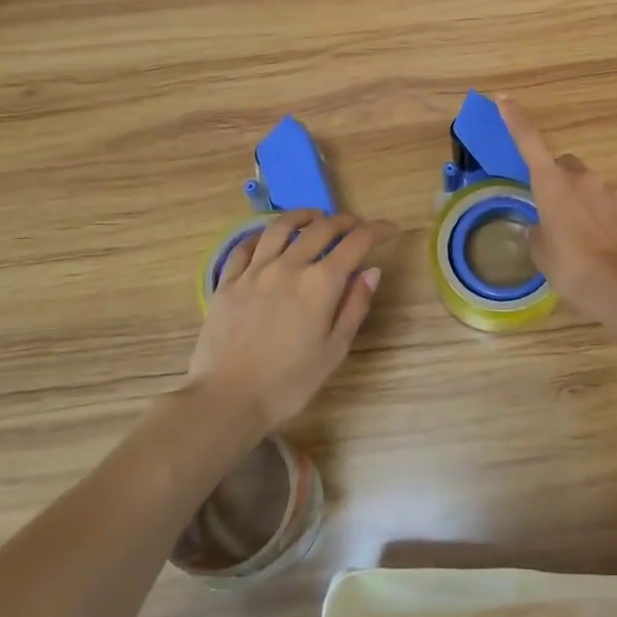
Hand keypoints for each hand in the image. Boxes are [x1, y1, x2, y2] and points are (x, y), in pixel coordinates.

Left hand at [188, 210, 395, 430]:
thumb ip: (354, 306)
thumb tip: (371, 271)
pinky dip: (262, 236)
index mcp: (321, 283)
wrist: (227, 399)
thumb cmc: (289, 383)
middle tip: (356, 226)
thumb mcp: (334, 350)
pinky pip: (245, 247)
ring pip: (280, 227)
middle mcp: (289, 266)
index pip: (356, 242)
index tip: (389, 229)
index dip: (377, 231)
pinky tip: (268, 240)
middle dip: (345, 221)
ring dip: (303, 216)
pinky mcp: (227, 282)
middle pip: (321, 227)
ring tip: (315, 218)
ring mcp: (254, 271)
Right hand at [496, 97, 616, 304]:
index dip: (515, 119)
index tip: (504, 99)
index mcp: (551, 183)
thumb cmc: (571, 265)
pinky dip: (598, 218)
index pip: (528, 141)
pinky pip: (606, 206)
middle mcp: (580, 178)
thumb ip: (538, 233)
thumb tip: (541, 228)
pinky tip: (597, 245)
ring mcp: (608, 191)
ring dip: (578, 202)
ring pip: (587, 187)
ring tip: (575, 237)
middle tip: (550, 207)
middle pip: (564, 165)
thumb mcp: (542, 252)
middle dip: (556, 179)